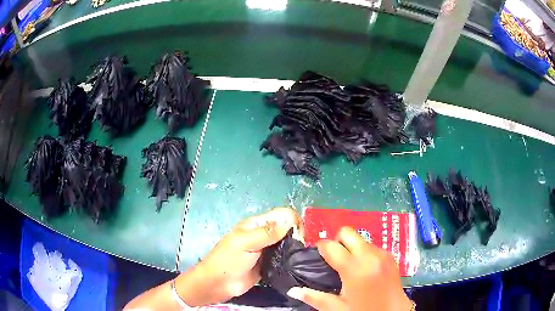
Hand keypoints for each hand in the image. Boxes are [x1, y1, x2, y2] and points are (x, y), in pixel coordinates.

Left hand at [176, 207, 301, 305]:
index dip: (293, 221)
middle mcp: (264, 235)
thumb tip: (290, 220)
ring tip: (304, 256)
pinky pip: (284, 258)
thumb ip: (266, 233)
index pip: (281, 215)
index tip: (301, 235)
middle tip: (304, 248)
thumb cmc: (227, 260)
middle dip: (298, 234)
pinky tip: (299, 263)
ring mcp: (268, 251)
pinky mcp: (270, 264)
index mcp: (256, 225)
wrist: (218, 284)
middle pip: (287, 228)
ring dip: (296, 247)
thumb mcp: (245, 243)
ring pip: (287, 243)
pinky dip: (292, 259)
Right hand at [286, 227, 412, 310]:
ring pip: (360, 238)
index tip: (318, 256)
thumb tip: (292, 290)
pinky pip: (372, 246)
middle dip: (337, 241)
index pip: (331, 246)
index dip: (321, 248)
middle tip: (335, 258)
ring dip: (352, 247)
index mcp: (355, 269)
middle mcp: (370, 256)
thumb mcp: (338, 308)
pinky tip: (364, 268)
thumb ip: (315, 298)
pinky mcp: (391, 256)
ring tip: (350, 265)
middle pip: (347, 232)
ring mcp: (382, 254)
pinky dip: (364, 252)